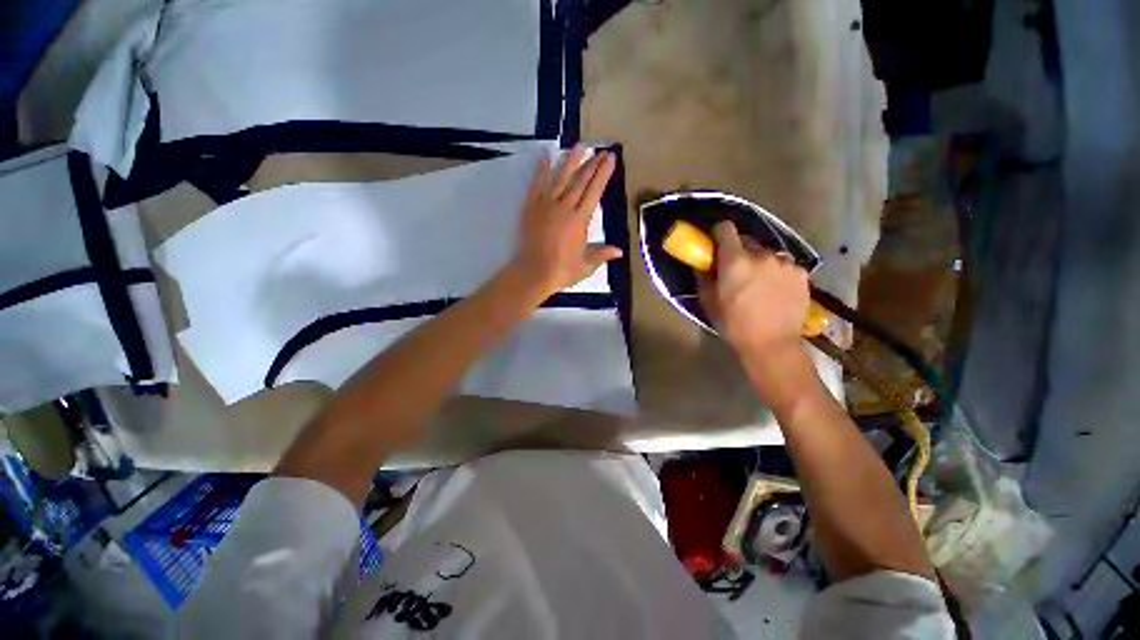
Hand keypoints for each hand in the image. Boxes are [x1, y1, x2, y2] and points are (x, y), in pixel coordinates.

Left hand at [508, 146, 621, 299]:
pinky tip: (545, 156)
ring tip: (580, 146)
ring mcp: (546, 205)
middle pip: (580, 181)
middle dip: (592, 164)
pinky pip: (537, 184)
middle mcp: (564, 207)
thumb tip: (619, 251)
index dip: (603, 174)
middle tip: (601, 150)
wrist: (533, 272)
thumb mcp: (585, 266)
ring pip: (560, 178)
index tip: (610, 159)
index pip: (594, 192)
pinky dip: (541, 170)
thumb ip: (601, 254)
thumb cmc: (561, 271)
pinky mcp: (531, 207)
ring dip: (571, 161)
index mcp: (579, 220)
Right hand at [699, 221, 809, 353]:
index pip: (725, 228)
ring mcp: (785, 262)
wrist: (771, 344)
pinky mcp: (801, 273)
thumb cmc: (733, 324)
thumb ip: (704, 276)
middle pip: (747, 242)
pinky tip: (776, 291)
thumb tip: (703, 263)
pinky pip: (784, 265)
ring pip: (767, 254)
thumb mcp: (709, 301)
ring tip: (760, 284)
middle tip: (737, 272)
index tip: (716, 245)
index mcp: (735, 260)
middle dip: (739, 253)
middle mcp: (762, 254)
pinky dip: (778, 272)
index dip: (719, 234)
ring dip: (760, 263)